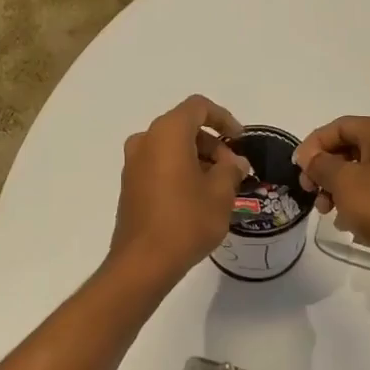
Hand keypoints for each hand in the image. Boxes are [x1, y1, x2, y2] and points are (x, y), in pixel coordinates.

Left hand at [111, 95, 252, 286]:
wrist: (143, 262)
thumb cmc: (187, 221)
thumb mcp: (221, 194)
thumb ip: (231, 170)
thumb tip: (234, 163)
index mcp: (168, 133)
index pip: (198, 107)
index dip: (224, 118)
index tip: (240, 140)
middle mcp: (145, 140)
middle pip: (184, 126)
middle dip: (212, 142)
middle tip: (232, 169)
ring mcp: (133, 163)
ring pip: (171, 146)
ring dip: (197, 157)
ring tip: (219, 185)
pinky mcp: (129, 184)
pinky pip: (159, 164)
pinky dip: (180, 169)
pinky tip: (197, 196)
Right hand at [294, 116, 369, 289]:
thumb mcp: (344, 181)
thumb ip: (320, 164)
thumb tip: (308, 156)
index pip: (337, 127)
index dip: (313, 145)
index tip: (297, 169)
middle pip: (346, 148)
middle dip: (323, 169)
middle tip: (309, 191)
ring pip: (356, 171)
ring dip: (335, 188)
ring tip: (325, 211)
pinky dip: (353, 201)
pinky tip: (344, 221)